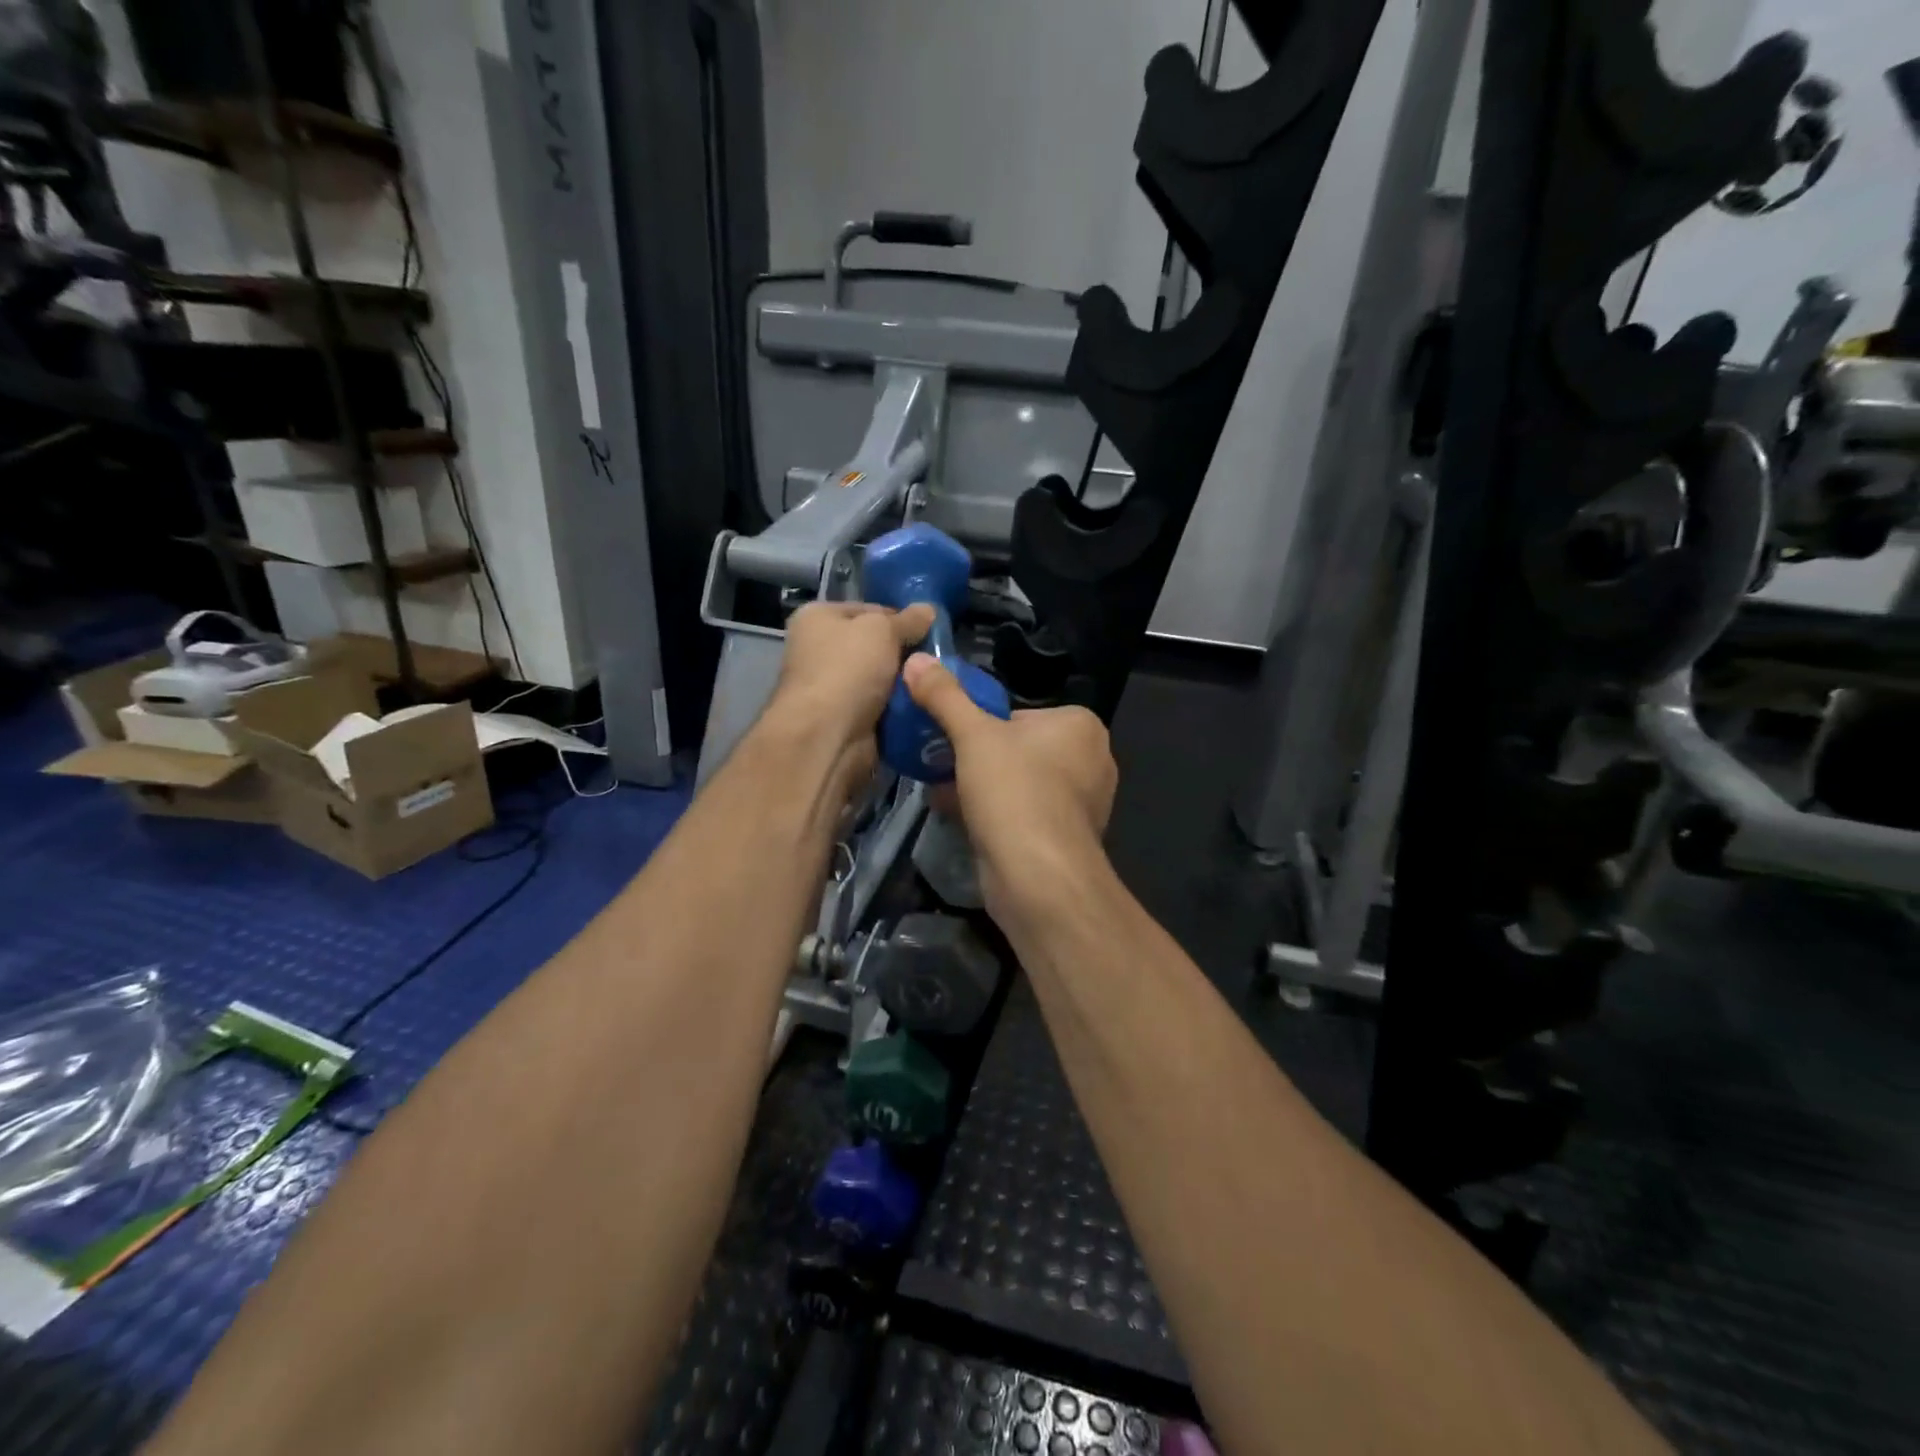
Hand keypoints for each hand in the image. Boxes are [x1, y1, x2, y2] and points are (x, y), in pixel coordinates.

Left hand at [763, 601, 934, 793]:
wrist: (826, 736)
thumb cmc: (847, 669)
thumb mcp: (882, 630)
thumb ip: (908, 620)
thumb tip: (929, 609)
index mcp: (818, 618)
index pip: (869, 610)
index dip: (901, 618)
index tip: (931, 630)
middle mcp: (820, 650)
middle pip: (876, 646)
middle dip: (907, 654)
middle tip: (937, 660)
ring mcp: (832, 688)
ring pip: (883, 679)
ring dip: (907, 683)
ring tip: (937, 683)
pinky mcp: (846, 720)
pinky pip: (883, 708)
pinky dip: (900, 709)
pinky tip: (925, 706)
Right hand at [901, 654, 1116, 926]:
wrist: (1038, 877)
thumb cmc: (1013, 791)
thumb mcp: (973, 735)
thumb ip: (945, 696)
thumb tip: (916, 659)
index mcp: (1081, 725)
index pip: (1020, 713)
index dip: (981, 724)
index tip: (951, 737)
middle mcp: (1092, 760)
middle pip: (1018, 748)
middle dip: (976, 757)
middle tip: (939, 763)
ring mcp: (1082, 803)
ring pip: (1019, 783)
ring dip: (980, 786)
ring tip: (941, 790)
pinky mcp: (1066, 838)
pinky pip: (1023, 813)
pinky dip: (993, 813)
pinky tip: (958, 818)